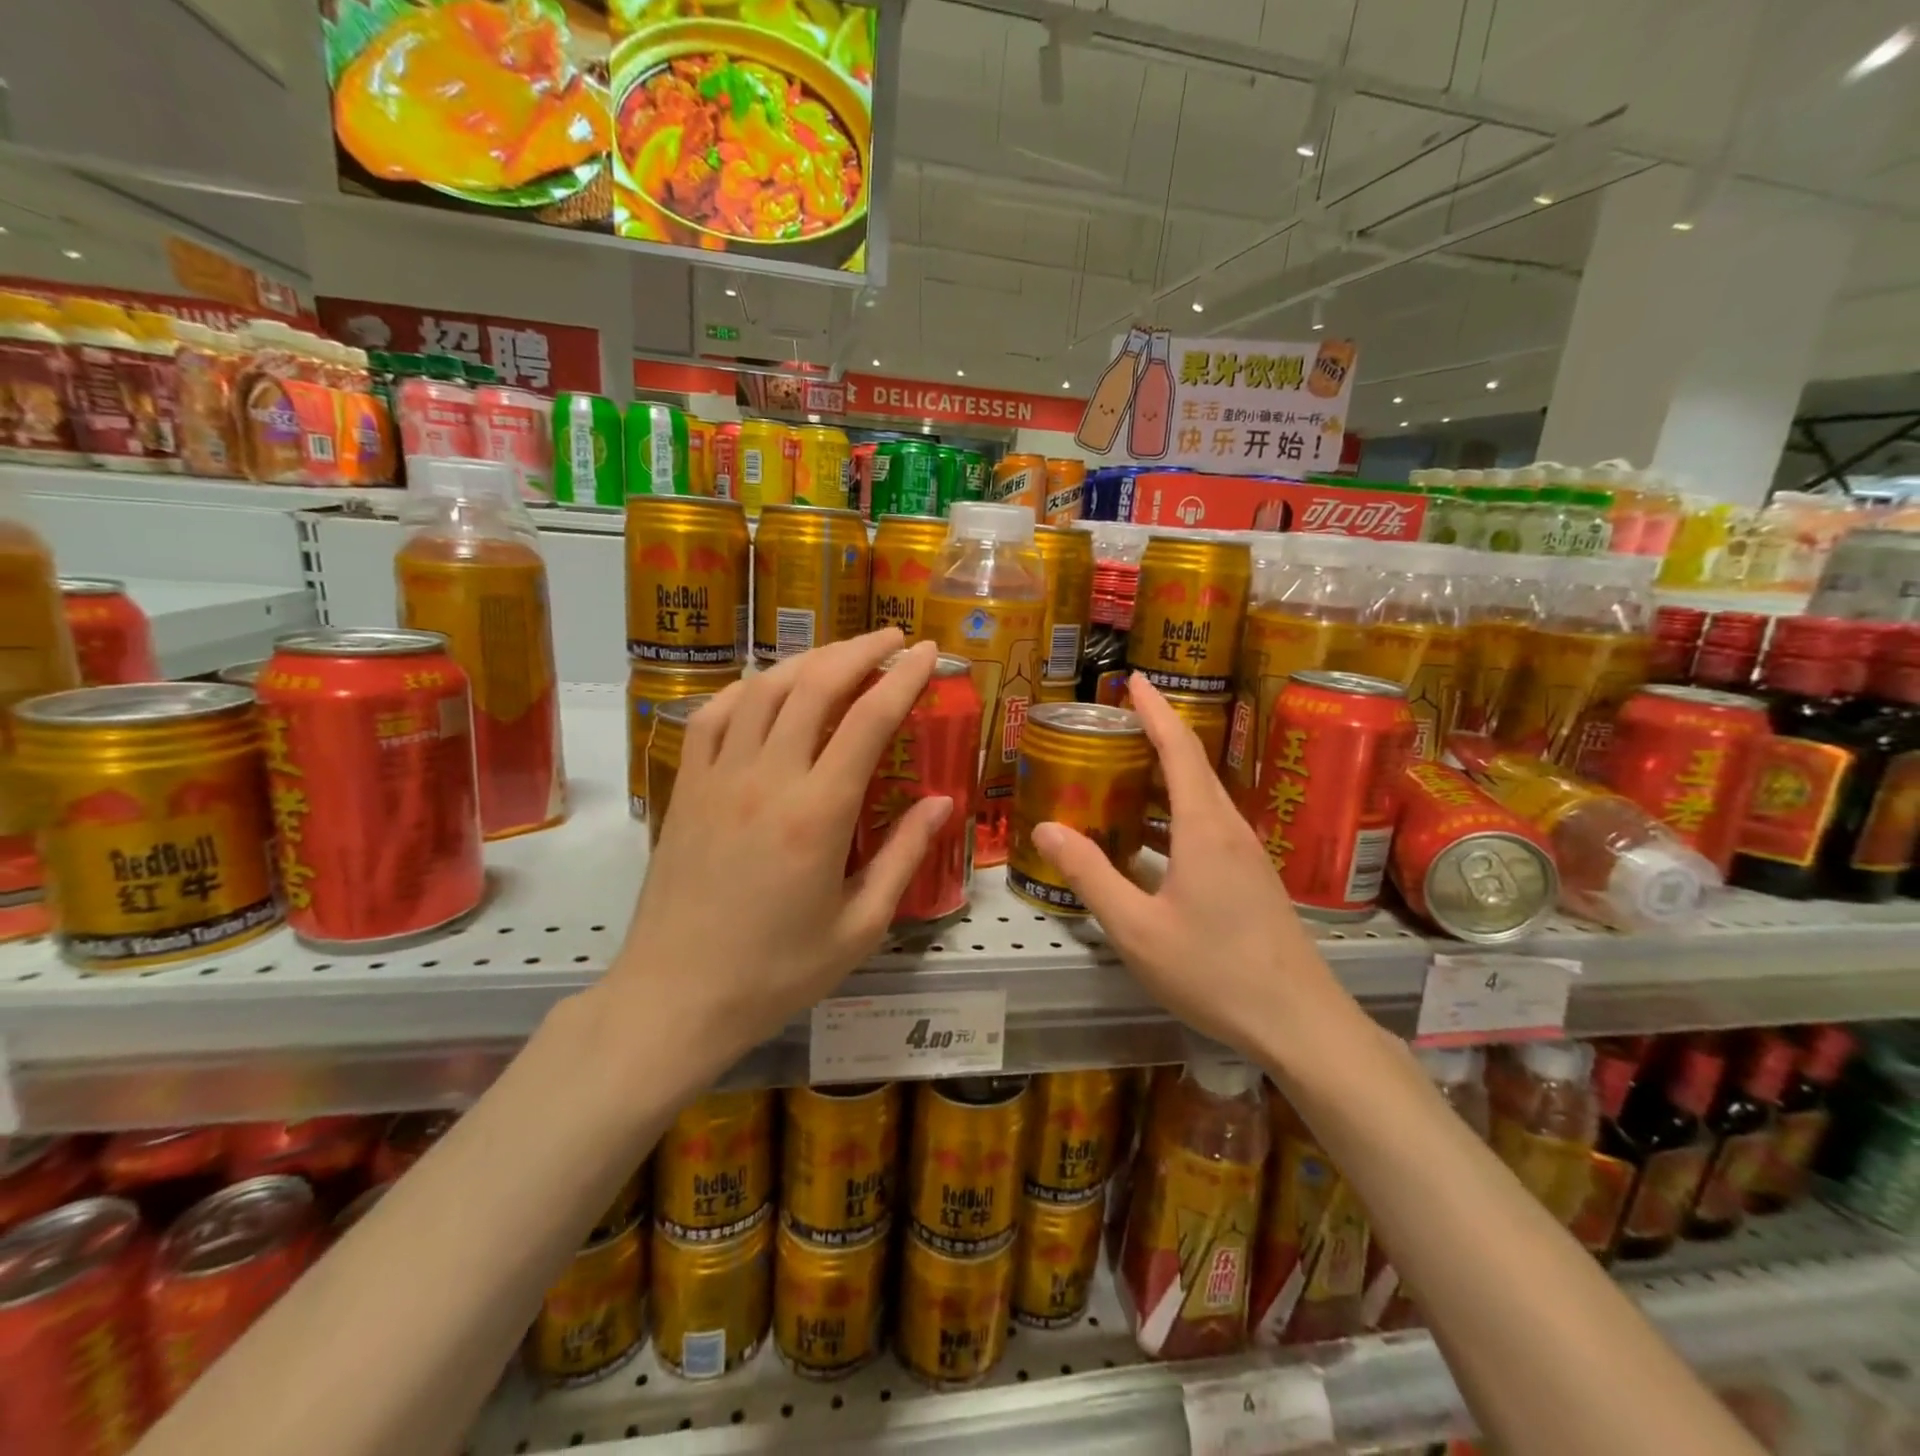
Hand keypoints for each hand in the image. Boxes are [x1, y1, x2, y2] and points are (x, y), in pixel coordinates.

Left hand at [605, 631, 952, 1067]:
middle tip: (891, 638)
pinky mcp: (685, 788)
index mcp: (817, 814)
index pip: (868, 720)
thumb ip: (903, 858)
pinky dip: (745, 689)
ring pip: (763, 689)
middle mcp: (767, 779)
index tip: (925, 651)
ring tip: (840, 656)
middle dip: (859, 651)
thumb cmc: (776, 972)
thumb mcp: (860, 928)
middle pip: (815, 686)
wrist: (676, 998)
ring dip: (807, 661)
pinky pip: (713, 716)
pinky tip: (766, 688)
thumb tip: (940, 803)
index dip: (902, 677)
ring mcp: (717, 778)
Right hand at [1031, 672, 1344, 1061]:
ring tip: (1120, 775)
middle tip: (1111, 727)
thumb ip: (1090, 875)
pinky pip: (1207, 827)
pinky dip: (1173, 815)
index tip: (1134, 679)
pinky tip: (1147, 840)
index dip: (1155, 710)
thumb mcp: (1137, 928)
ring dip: (1163, 780)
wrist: (1299, 1023)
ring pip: (1200, 799)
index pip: (1179, 749)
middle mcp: (1229, 829)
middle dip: (1154, 738)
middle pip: (1192, 767)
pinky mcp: (1250, 879)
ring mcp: (1245, 855)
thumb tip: (1046, 828)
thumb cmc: (1214, 971)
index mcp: (1203, 828)